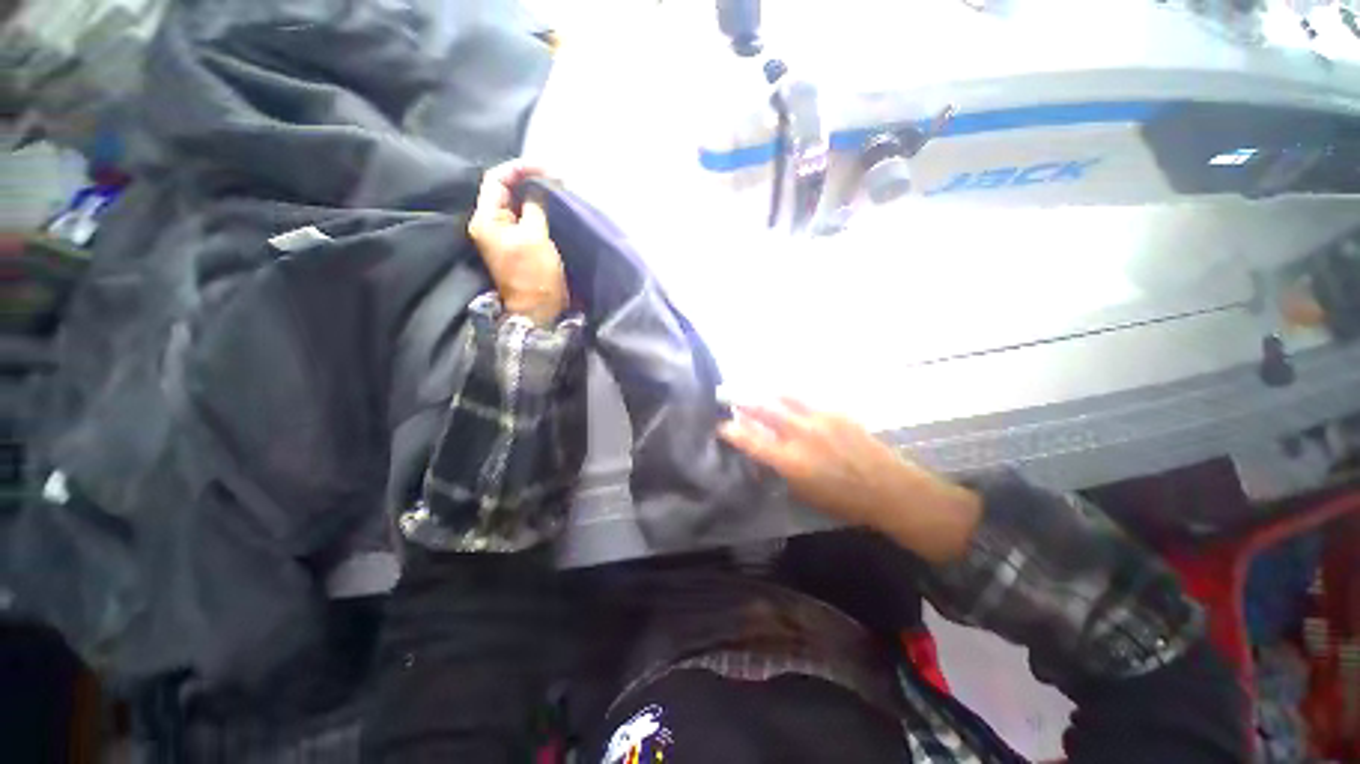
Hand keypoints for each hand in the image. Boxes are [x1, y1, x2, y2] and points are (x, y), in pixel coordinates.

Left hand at [468, 161, 568, 325]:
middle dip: (530, 179)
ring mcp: (504, 234)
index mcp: (486, 219)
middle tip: (557, 178)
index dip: (520, 169)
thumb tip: (539, 187)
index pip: (496, 179)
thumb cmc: (535, 275)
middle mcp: (490, 223)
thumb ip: (535, 206)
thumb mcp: (535, 236)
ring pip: (516, 203)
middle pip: (505, 189)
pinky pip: (524, 217)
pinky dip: (538, 209)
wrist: (538, 310)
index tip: (547, 169)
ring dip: (536, 194)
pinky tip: (553, 205)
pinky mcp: (517, 243)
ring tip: (558, 189)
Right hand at [718, 399, 982, 563]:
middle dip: (742, 401)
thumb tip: (764, 451)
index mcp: (791, 461)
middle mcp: (801, 435)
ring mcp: (820, 419)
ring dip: (765, 393)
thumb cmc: (844, 500)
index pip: (751, 441)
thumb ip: (780, 468)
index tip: (721, 426)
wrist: (890, 488)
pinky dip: (789, 398)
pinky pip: (805, 399)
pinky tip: (786, 399)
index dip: (732, 432)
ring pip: (784, 397)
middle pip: (763, 409)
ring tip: (756, 390)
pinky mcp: (836, 411)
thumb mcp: (803, 492)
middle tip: (728, 396)